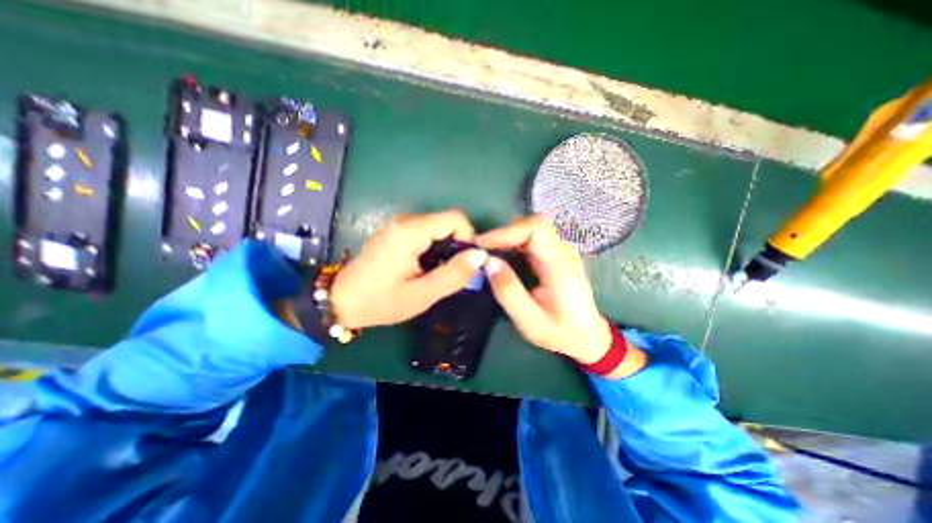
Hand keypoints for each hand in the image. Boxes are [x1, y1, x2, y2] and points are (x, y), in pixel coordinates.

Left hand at [328, 211, 487, 328]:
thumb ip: (453, 274)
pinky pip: (426, 232)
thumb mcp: (421, 294)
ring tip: (437, 273)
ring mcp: (398, 225)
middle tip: (452, 273)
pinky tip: (425, 268)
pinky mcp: (395, 232)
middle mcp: (404, 221)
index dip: (468, 238)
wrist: (340, 301)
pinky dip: (434, 248)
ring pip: (438, 228)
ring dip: (446, 249)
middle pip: (447, 222)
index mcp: (410, 232)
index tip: (465, 263)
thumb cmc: (380, 301)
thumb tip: (480, 256)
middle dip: (457, 246)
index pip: (455, 218)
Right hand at [476, 215, 644, 377]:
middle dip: (504, 233)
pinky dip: (513, 244)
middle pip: (533, 224)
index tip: (481, 246)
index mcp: (560, 265)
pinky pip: (531, 240)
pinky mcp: (554, 256)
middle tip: (482, 251)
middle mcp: (562, 252)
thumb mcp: (530, 321)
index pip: (535, 229)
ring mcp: (560, 252)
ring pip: (531, 229)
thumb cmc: (559, 332)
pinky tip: (503, 259)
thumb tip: (488, 262)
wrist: (587, 336)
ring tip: (489, 255)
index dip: (505, 232)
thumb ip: (509, 292)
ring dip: (507, 238)